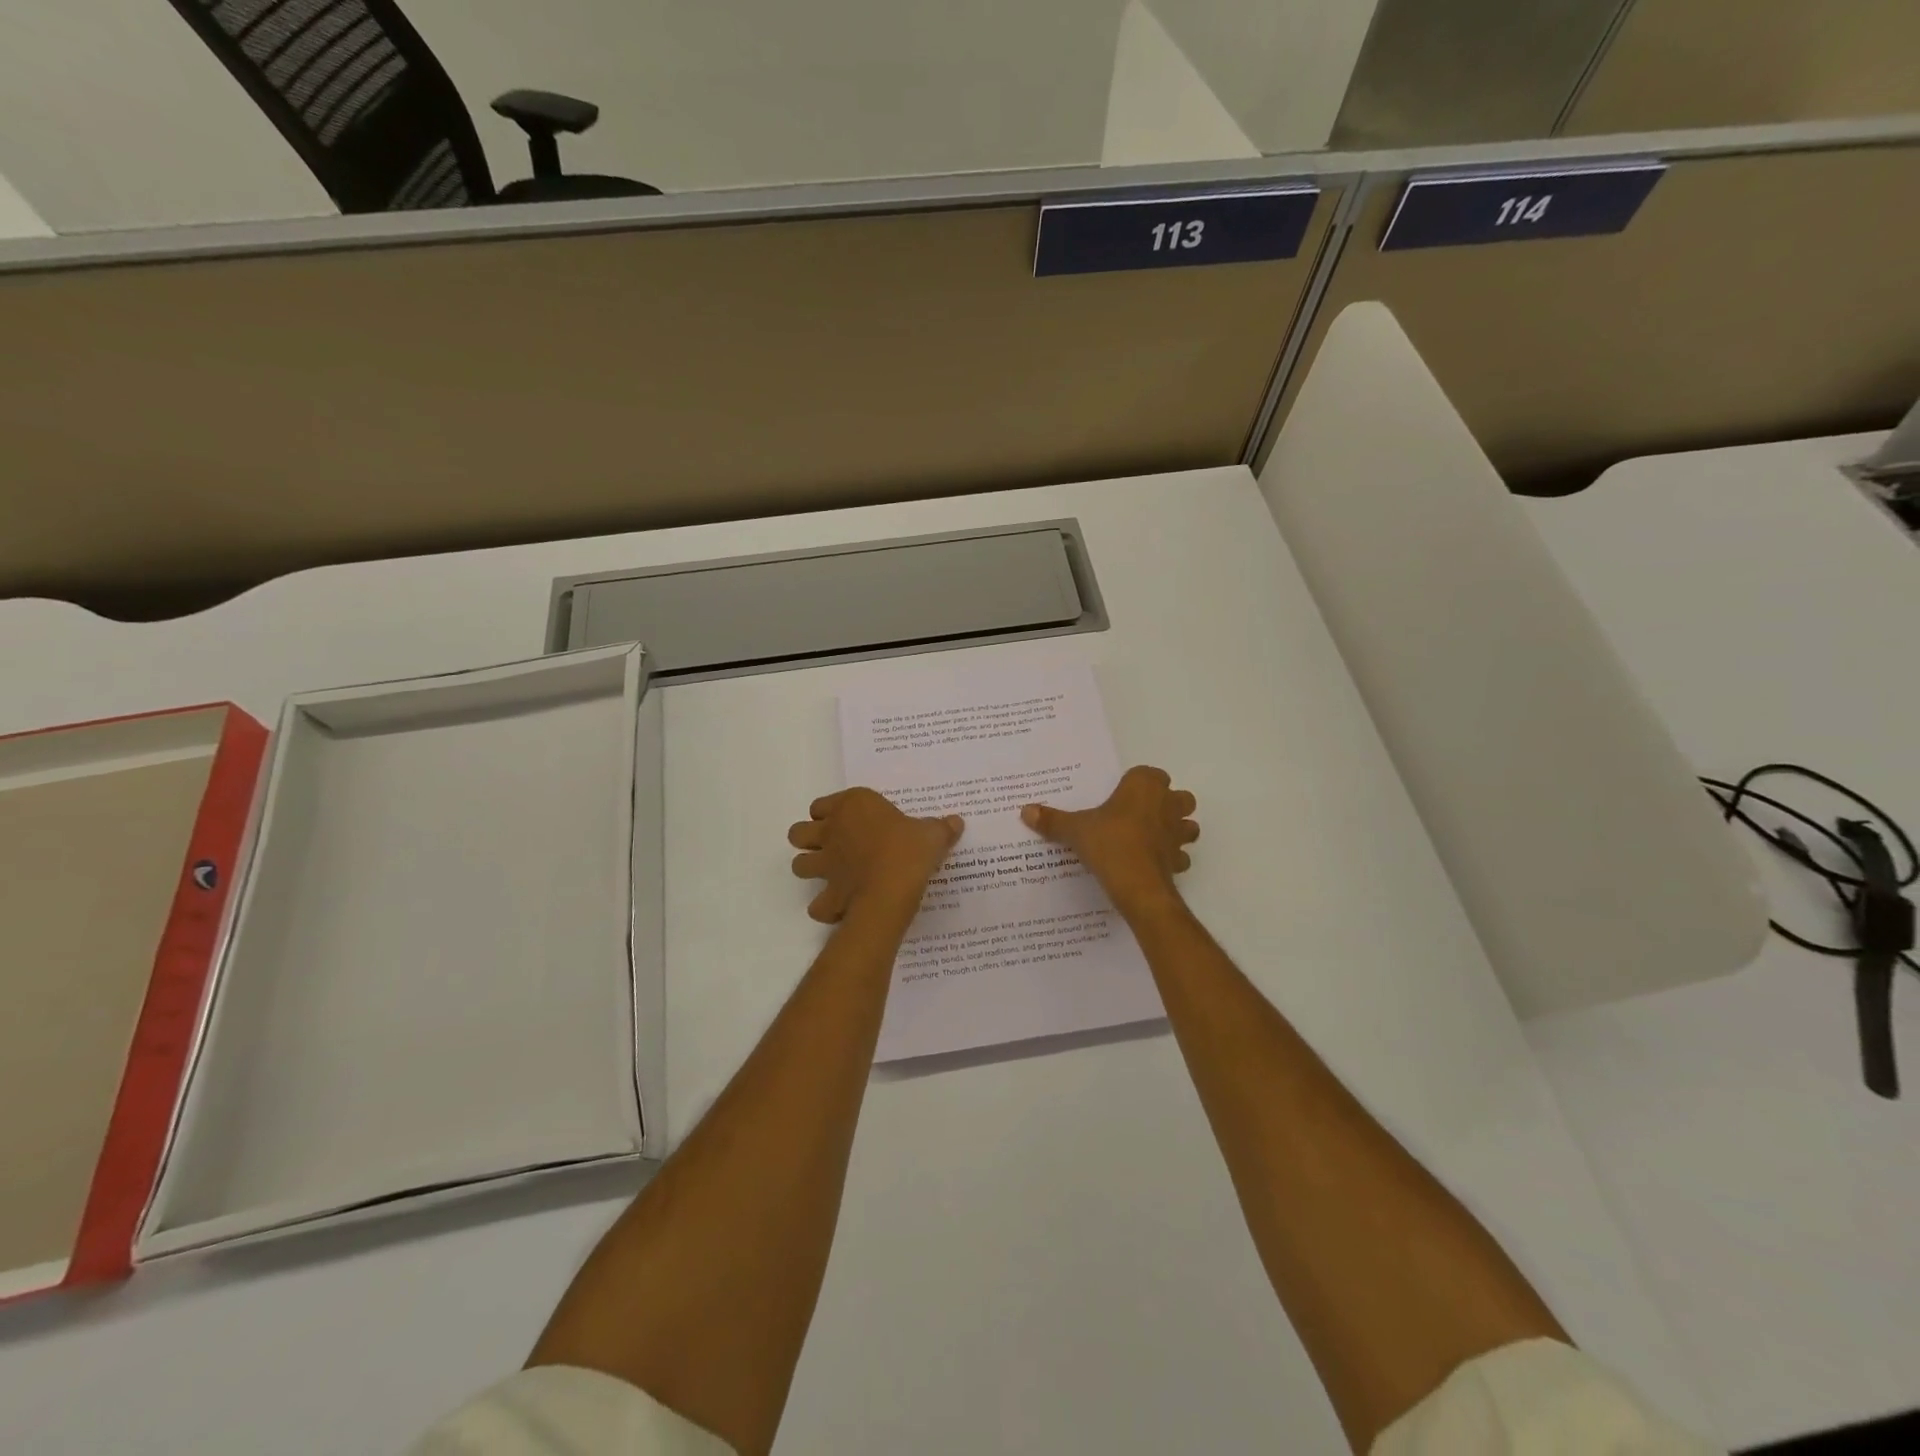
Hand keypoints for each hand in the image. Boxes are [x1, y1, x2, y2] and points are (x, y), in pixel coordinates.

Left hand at [789, 788, 963, 923]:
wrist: (891, 890)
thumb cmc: (909, 850)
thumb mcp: (932, 834)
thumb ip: (941, 827)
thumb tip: (956, 821)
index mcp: (853, 806)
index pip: (821, 804)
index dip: (830, 812)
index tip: (848, 820)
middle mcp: (831, 831)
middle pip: (799, 832)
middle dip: (808, 839)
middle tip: (832, 846)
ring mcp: (825, 865)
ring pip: (798, 865)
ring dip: (810, 869)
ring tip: (831, 875)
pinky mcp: (828, 895)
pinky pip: (817, 904)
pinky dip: (825, 907)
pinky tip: (840, 907)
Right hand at [1022, 765, 1197, 913]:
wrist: (1136, 884)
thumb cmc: (1108, 842)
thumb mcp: (1074, 829)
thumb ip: (1052, 819)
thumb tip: (1025, 810)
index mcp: (1144, 786)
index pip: (1149, 773)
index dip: (1138, 783)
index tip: (1121, 795)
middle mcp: (1167, 804)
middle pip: (1178, 796)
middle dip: (1166, 804)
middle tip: (1139, 815)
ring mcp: (1178, 833)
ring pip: (1188, 825)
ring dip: (1176, 830)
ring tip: (1151, 839)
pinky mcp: (1179, 859)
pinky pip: (1180, 855)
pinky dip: (1171, 858)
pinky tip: (1152, 864)